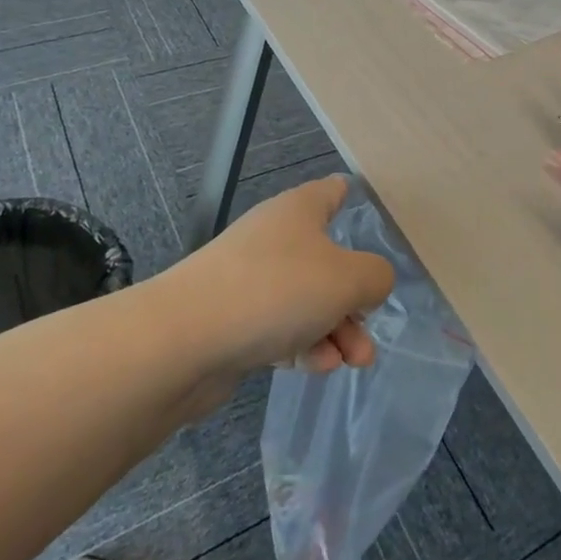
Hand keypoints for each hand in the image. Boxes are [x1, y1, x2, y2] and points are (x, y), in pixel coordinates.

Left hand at [179, 175, 395, 377]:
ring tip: (354, 362)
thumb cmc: (276, 290)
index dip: (353, 200)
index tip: (371, 219)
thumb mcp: (347, 279)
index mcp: (300, 210)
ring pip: (306, 299)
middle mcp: (275, 237)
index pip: (333, 191)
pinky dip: (303, 344)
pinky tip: (318, 368)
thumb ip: (375, 277)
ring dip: (335, 329)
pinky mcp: (233, 319)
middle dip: (354, 298)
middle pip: (327, 259)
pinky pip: (279, 327)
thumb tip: (372, 282)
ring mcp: (250, 278)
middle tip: (368, 333)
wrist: (185, 339)